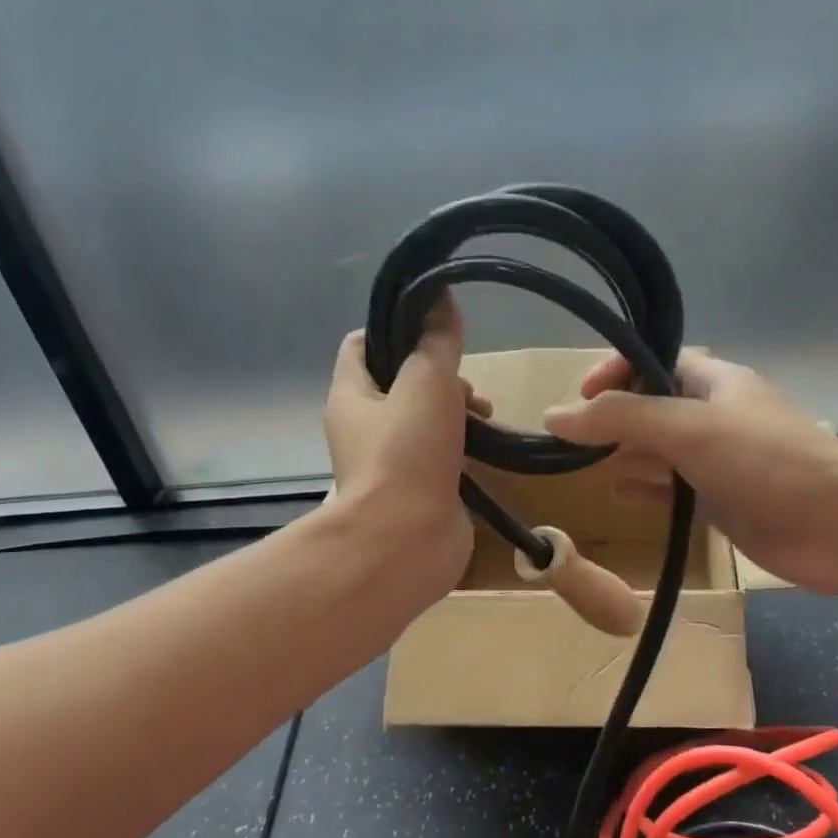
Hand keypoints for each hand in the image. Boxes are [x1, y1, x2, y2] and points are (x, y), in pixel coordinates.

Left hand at [323, 298, 488, 599]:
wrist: (407, 542)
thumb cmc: (407, 454)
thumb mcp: (426, 381)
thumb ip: (436, 340)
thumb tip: (440, 295)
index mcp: (351, 395)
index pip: (363, 345)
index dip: (395, 328)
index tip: (433, 328)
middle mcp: (364, 426)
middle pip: (401, 381)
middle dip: (438, 375)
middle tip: (466, 386)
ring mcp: (391, 461)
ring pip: (425, 418)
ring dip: (456, 410)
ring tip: (484, 415)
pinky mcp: (419, 489)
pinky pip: (441, 453)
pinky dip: (462, 445)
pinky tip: (486, 447)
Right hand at [543, 351, 837, 596]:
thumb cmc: (766, 461)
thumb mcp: (687, 427)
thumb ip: (620, 419)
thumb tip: (554, 415)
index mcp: (715, 381)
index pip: (655, 360)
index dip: (616, 370)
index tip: (580, 397)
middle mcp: (715, 416)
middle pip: (653, 407)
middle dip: (615, 419)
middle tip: (573, 441)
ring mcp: (720, 462)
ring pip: (661, 452)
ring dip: (627, 456)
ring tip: (586, 468)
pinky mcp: (724, 503)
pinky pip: (675, 490)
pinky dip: (647, 490)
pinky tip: (621, 496)